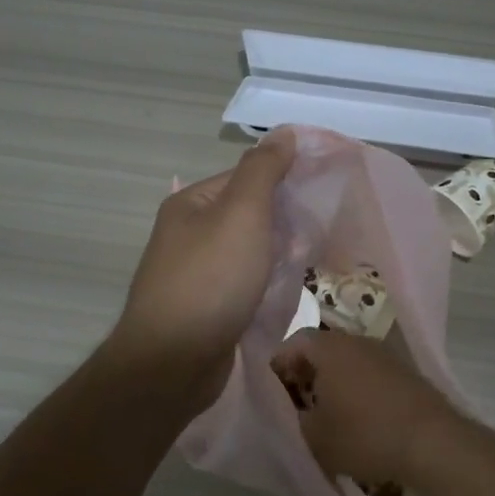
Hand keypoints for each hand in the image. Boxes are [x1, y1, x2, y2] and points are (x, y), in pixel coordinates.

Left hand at [109, 130, 297, 406]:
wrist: (172, 362)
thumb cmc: (211, 280)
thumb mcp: (242, 214)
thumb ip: (264, 171)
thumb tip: (284, 133)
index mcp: (191, 204)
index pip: (246, 177)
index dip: (285, 182)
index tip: (322, 195)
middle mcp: (188, 234)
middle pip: (249, 216)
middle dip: (285, 223)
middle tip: (319, 235)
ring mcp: (195, 274)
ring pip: (249, 253)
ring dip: (278, 256)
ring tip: (308, 264)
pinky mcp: (205, 309)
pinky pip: (244, 285)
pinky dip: (266, 285)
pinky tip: (285, 293)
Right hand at [269, 330, 470, 489]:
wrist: (432, 442)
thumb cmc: (364, 435)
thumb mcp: (314, 437)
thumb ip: (294, 419)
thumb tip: (294, 410)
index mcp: (329, 348)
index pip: (293, 342)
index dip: (278, 366)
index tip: (274, 393)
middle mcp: (356, 340)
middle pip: (321, 349)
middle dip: (305, 374)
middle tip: (297, 404)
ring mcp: (384, 353)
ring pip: (347, 361)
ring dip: (333, 382)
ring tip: (327, 414)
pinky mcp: (405, 370)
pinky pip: (369, 372)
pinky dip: (358, 388)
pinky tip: (360, 417)